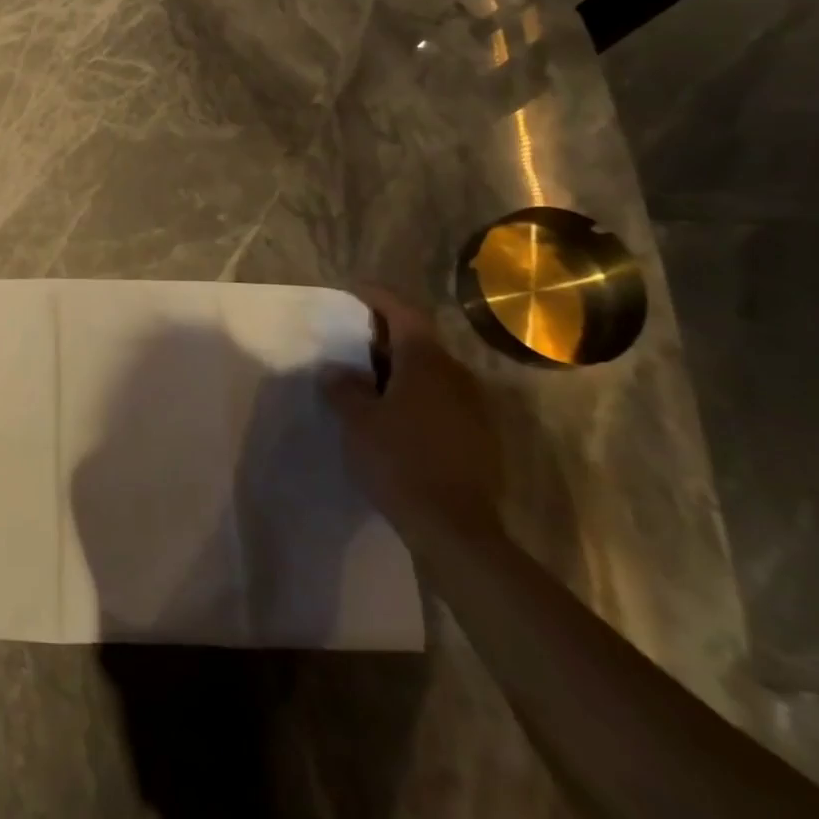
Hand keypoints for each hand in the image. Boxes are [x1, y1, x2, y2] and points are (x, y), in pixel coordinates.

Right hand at [323, 287, 502, 546]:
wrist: (454, 528)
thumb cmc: (398, 460)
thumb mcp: (357, 419)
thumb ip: (344, 388)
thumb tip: (339, 372)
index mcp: (427, 363)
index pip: (405, 313)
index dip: (379, 298)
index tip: (354, 290)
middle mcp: (457, 377)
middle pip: (421, 342)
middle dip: (387, 337)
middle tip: (354, 341)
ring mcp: (474, 409)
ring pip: (433, 374)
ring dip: (402, 369)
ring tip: (369, 381)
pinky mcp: (480, 439)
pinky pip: (442, 401)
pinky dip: (416, 396)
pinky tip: (394, 416)